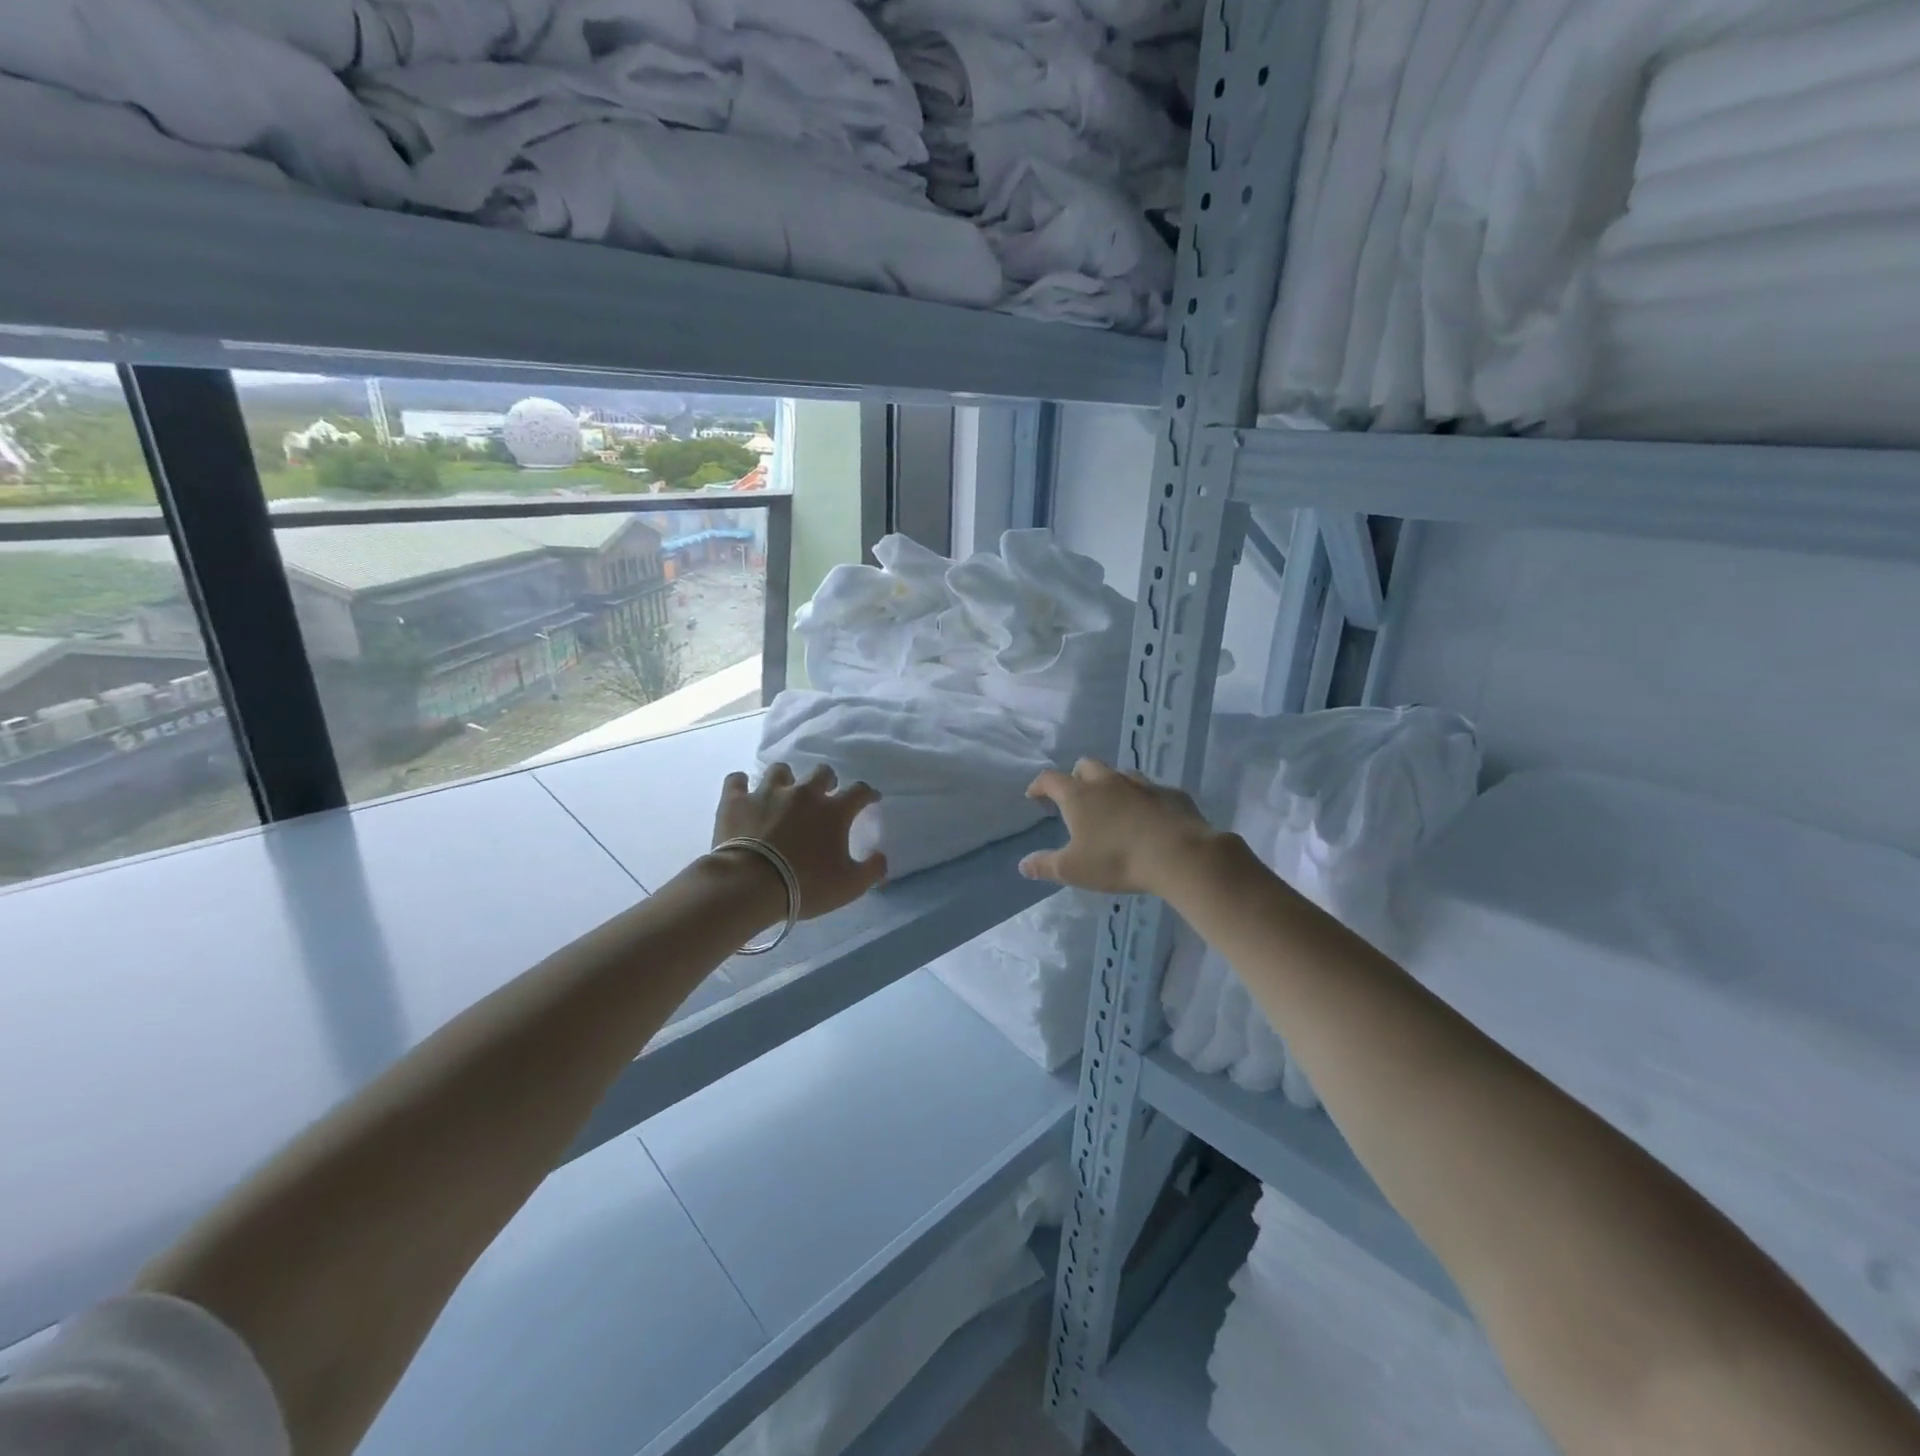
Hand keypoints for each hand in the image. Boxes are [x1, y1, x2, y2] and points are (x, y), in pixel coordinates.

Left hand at [711, 763, 887, 919]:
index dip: (868, 794)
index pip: (860, 791)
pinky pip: (737, 780)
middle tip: (824, 795)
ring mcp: (768, 793)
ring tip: (783, 793)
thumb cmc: (805, 885)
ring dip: (786, 780)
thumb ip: (872, 869)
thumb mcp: (849, 886)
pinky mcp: (737, 800)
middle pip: (822, 772)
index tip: (870, 799)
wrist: (750, 885)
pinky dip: (741, 784)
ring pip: (780, 770)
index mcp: (833, 811)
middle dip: (827, 780)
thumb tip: (881, 856)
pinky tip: (743, 792)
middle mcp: (804, 793)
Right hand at [1019, 758, 1215, 894]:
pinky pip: (1152, 791)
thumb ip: (1046, 865)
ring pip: (1120, 774)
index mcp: (1080, 796)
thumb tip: (1023, 865)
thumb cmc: (1117, 860)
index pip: (1051, 779)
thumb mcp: (1074, 870)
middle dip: (1076, 776)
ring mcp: (1142, 784)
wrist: (1178, 854)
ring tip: (1112, 806)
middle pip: (1086, 765)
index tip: (1034, 796)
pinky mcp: (1171, 794)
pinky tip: (1148, 818)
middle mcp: (1108, 781)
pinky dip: (1144, 800)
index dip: (1039, 785)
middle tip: (1076, 797)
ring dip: (1111, 785)